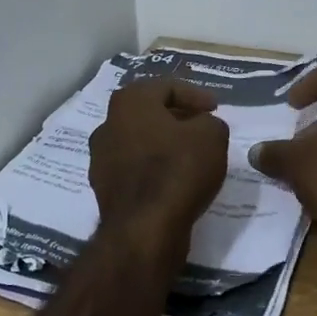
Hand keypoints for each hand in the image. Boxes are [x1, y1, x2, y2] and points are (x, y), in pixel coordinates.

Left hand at [88, 79, 229, 240]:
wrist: (144, 229)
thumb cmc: (177, 169)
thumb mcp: (211, 135)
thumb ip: (210, 122)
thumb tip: (202, 127)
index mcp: (129, 101)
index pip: (166, 86)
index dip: (195, 95)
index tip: (215, 109)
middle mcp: (108, 124)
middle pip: (148, 112)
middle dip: (177, 117)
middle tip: (202, 127)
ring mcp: (101, 158)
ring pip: (139, 141)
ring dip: (164, 144)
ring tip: (191, 155)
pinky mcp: (104, 188)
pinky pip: (134, 168)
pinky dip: (154, 168)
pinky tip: (174, 180)